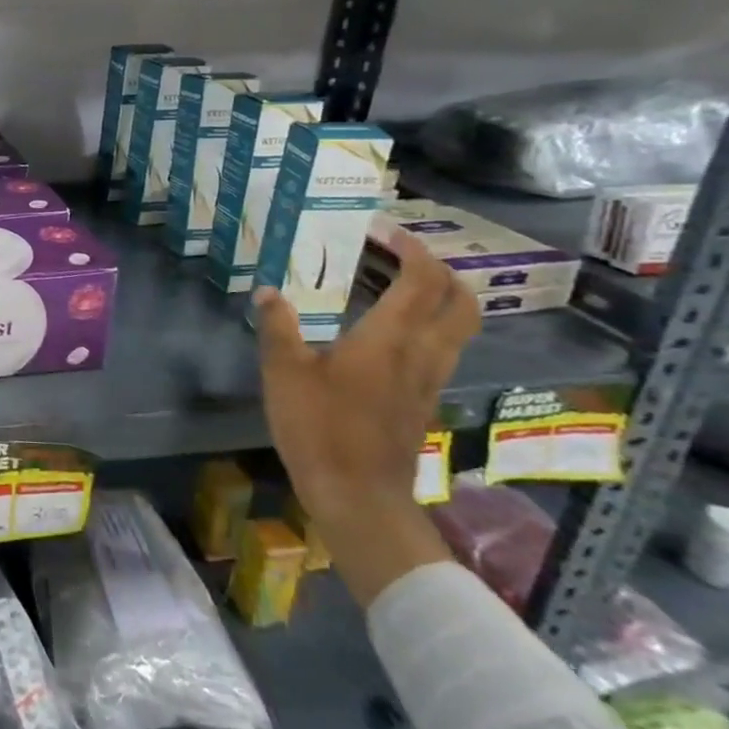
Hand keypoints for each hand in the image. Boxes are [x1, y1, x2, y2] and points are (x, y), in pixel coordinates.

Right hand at [253, 228, 479, 606]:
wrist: (358, 496)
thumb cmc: (319, 427)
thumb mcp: (283, 372)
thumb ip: (277, 327)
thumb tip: (267, 291)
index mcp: (391, 338)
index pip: (424, 280)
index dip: (412, 249)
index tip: (384, 232)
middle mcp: (422, 353)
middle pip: (461, 302)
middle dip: (440, 271)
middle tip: (402, 257)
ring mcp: (429, 380)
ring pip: (458, 328)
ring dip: (438, 299)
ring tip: (396, 287)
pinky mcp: (423, 402)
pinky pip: (440, 350)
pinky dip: (426, 327)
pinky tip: (387, 333)